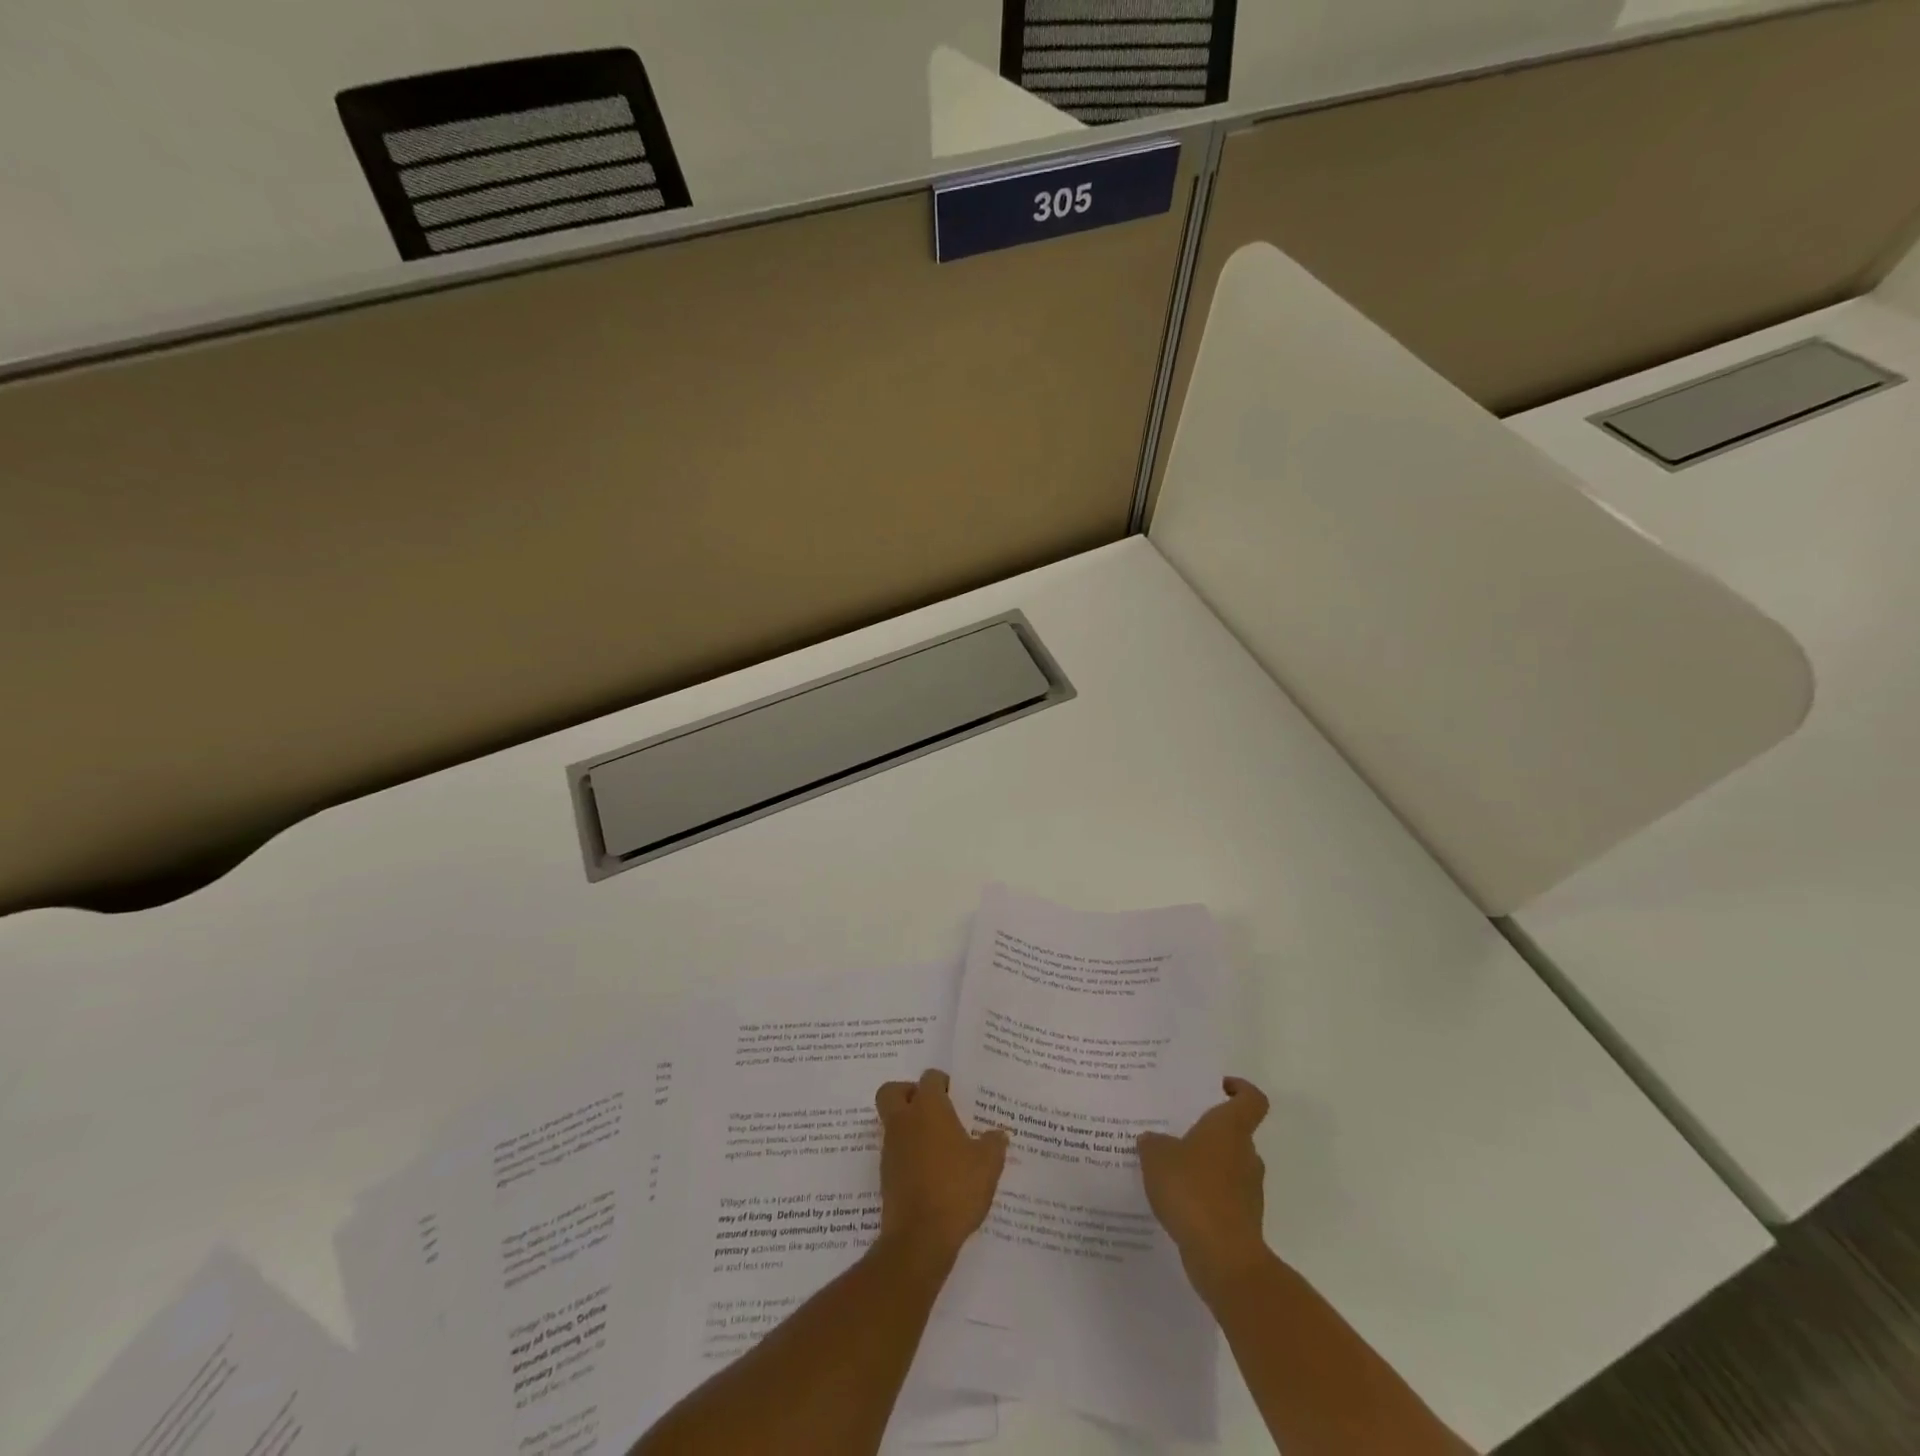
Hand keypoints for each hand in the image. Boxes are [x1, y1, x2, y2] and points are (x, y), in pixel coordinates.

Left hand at [875, 1069, 1009, 1267]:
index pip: (930, 1078)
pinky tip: (931, 1172)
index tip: (957, 1096)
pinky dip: (908, 1154)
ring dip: (909, 1126)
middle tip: (933, 1109)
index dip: (942, 1083)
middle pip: (893, 1091)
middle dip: (909, 1093)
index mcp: (928, 1108)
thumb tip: (999, 1133)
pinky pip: (895, 1152)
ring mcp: (890, 1148)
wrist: (920, 1237)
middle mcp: (904, 1121)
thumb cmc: (956, 1189)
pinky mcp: (885, 1175)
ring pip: (892, 1122)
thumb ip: (994, 1143)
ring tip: (938, 1146)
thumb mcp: (988, 1165)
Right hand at [1137, 1076, 1271, 1300]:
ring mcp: (1248, 1191)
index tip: (1219, 1086)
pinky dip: (1204, 1197)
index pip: (1251, 1100)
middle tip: (1176, 1132)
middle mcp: (1246, 1155)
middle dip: (1208, 1133)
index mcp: (1230, 1129)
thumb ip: (1153, 1143)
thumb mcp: (1157, 1157)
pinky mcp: (1243, 1221)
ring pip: (1227, 1167)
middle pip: (1234, 1134)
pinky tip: (1176, 1203)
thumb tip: (1154, 1140)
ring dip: (1204, 1167)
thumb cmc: (1192, 1190)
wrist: (1223, 1257)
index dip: (1240, 1089)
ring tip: (1169, 1170)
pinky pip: (1222, 1198)